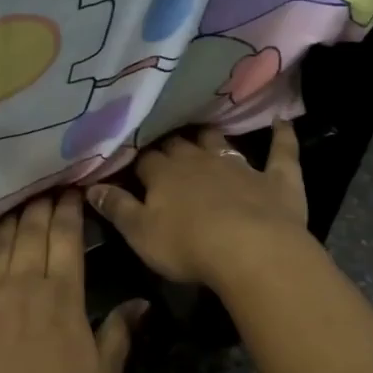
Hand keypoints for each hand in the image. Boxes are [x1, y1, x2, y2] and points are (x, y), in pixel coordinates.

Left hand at [0, 190, 145, 372]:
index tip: (71, 192)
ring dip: (8, 219)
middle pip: (31, 231)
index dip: (68, 210)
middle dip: (39, 206)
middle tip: (44, 189)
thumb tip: (141, 303)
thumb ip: (120, 333)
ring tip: (14, 205)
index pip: (66, 237)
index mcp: (62, 295)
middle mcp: (23, 283)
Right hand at [87, 120, 309, 289]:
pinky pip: (281, 151)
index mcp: (164, 174)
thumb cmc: (187, 246)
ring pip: (220, 141)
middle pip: (180, 144)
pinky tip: (283, 121)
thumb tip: (90, 186)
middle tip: (163, 143)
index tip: (130, 160)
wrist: (252, 251)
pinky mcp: (277, 179)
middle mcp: (199, 160)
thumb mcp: (140, 234)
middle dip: (170, 142)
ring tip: (203, 130)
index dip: (137, 160)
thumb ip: (116, 208)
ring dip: (210, 136)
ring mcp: (240, 166)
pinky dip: (282, 136)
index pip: (145, 159)